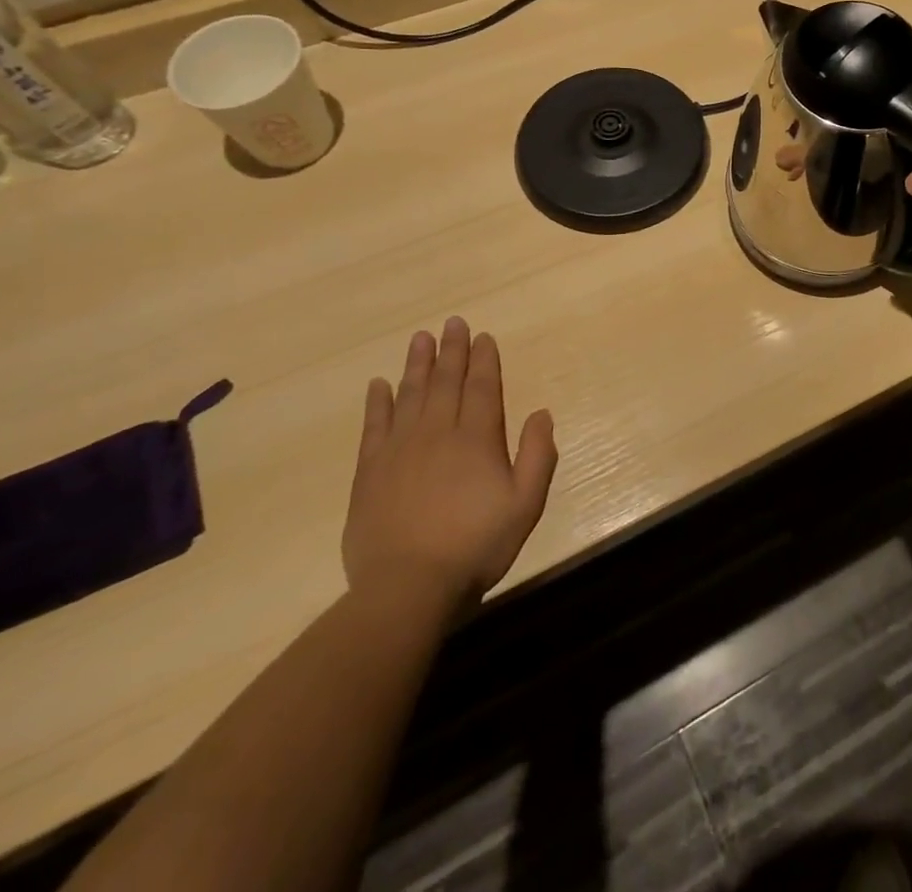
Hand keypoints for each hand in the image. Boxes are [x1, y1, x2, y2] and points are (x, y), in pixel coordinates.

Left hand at [343, 318, 556, 607]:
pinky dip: (377, 403)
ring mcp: (400, 450)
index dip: (484, 360)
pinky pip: (374, 426)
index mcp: (477, 439)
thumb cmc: (476, 546)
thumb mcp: (525, 504)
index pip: (482, 388)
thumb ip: (538, 455)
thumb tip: (542, 413)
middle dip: (452, 350)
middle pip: (446, 382)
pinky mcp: (370, 472)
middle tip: (452, 322)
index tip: (482, 337)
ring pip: (411, 395)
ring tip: (420, 338)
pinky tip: (378, 384)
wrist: (407, 587)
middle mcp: (438, 433)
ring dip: (417, 365)